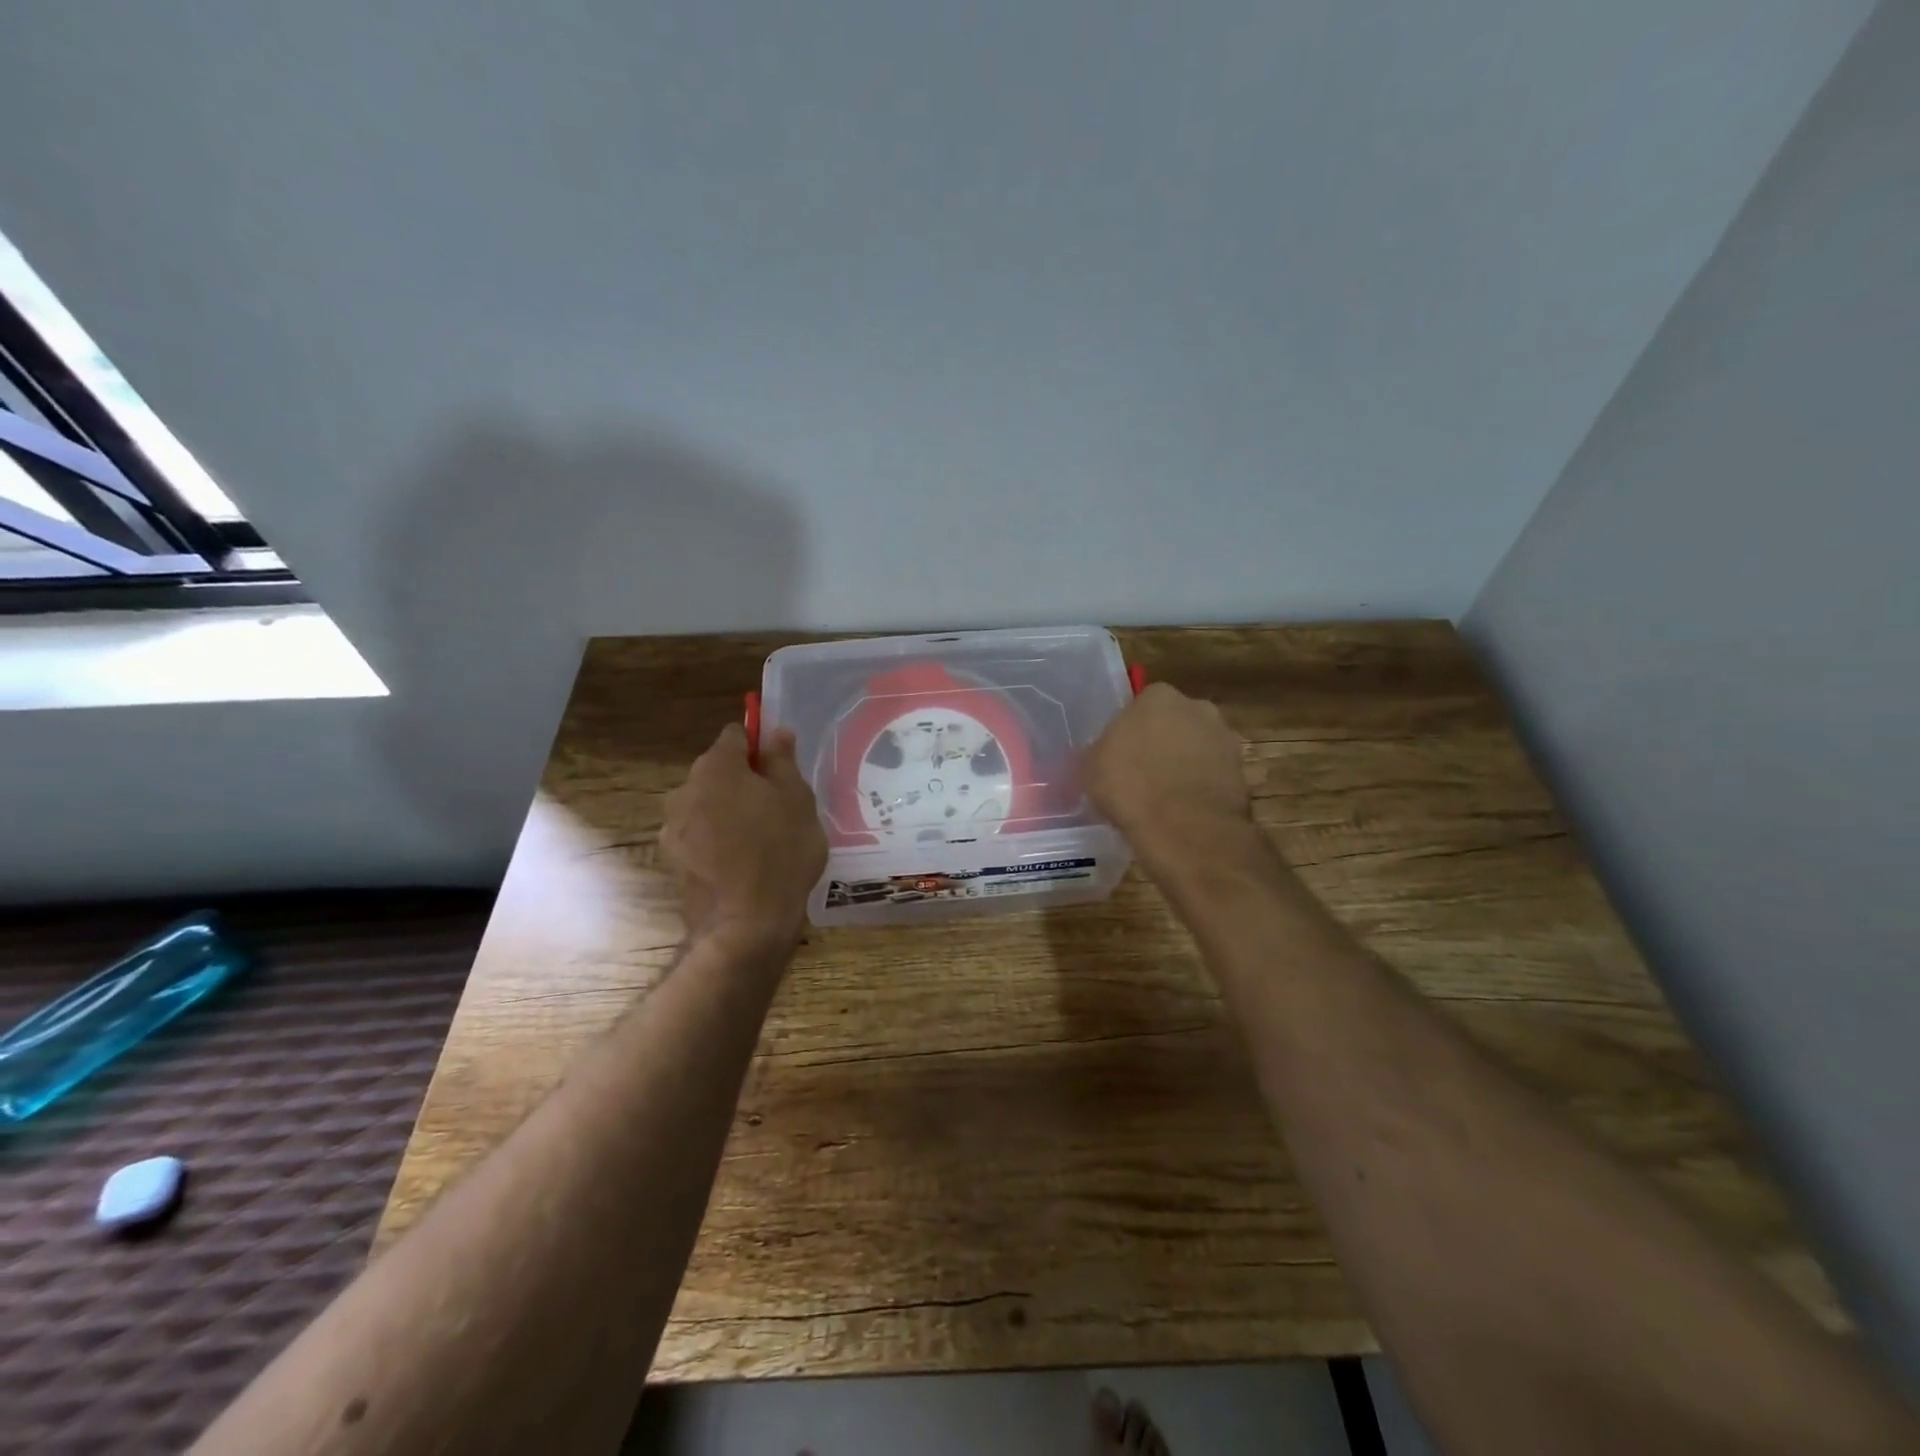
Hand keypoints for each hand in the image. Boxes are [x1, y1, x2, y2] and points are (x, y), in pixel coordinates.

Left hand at [661, 723, 827, 948]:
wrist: (746, 923)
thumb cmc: (780, 851)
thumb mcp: (797, 800)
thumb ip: (782, 761)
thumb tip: (775, 732)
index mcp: (717, 766)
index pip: (735, 736)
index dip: (758, 746)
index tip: (778, 768)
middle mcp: (685, 789)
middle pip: (716, 771)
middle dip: (741, 781)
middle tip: (775, 806)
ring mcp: (672, 826)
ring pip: (705, 805)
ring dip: (726, 812)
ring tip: (757, 839)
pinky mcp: (671, 860)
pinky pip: (698, 836)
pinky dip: (715, 841)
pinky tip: (739, 863)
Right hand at [1084, 683, 1258, 870]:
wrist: (1185, 829)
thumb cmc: (1130, 786)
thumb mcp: (1092, 767)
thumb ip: (1100, 752)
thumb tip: (1101, 756)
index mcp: (1158, 696)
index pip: (1140, 705)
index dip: (1129, 730)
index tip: (1119, 754)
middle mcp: (1197, 707)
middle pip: (1173, 723)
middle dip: (1161, 743)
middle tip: (1140, 773)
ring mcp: (1225, 739)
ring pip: (1196, 749)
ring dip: (1183, 765)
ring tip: (1162, 798)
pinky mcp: (1242, 772)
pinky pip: (1211, 776)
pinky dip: (1200, 788)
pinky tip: (1182, 812)